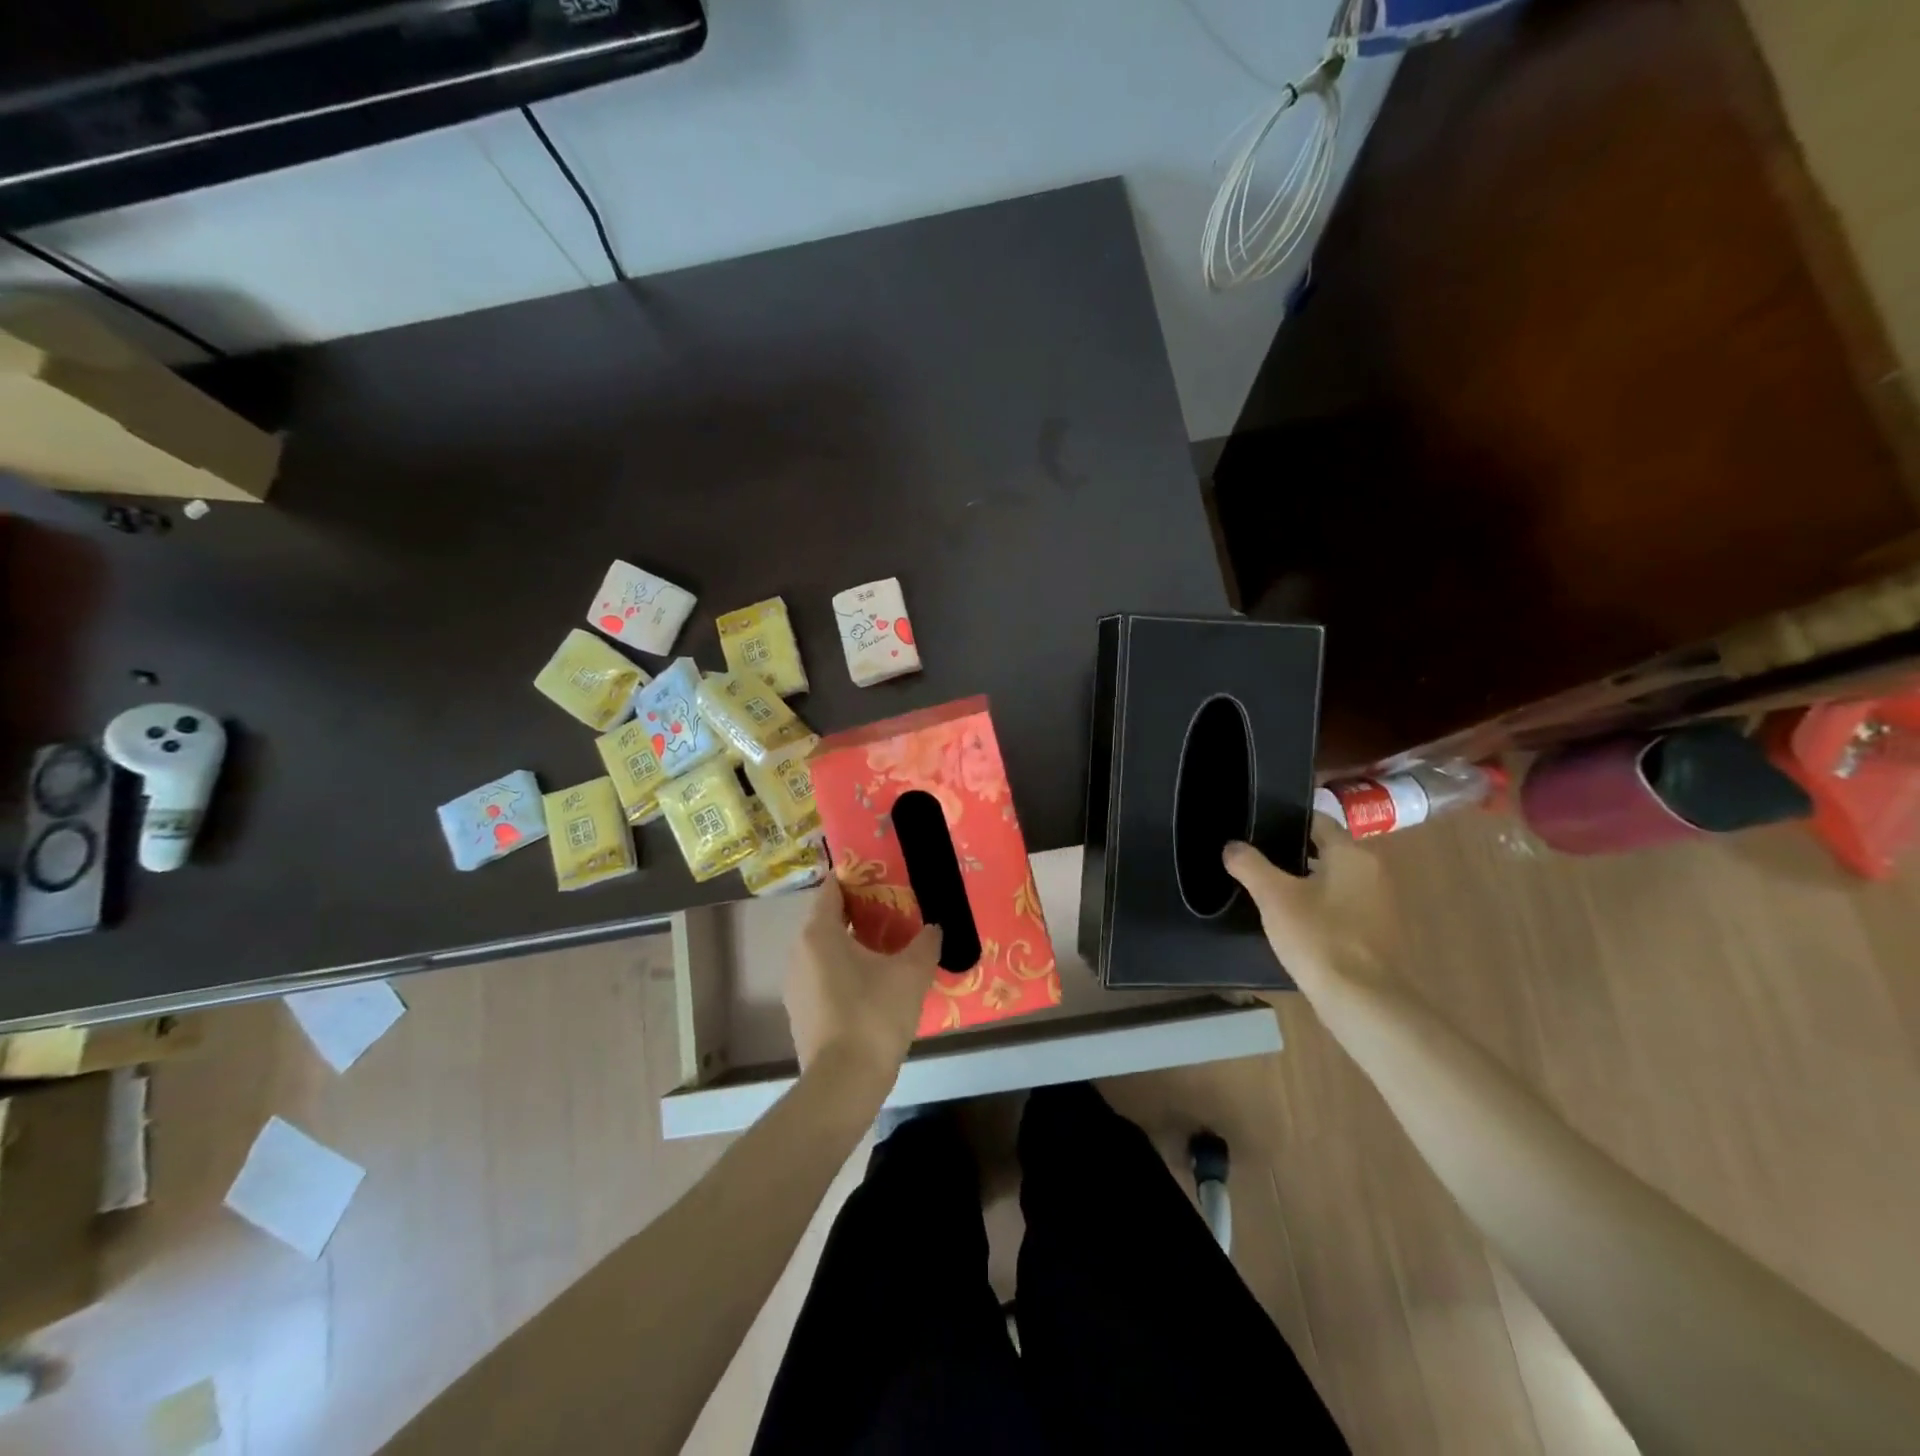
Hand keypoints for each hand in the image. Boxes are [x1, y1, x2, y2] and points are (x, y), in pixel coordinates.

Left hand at [785, 877, 941, 1095]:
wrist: (843, 1083)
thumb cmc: (874, 1015)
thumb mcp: (911, 974)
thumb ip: (925, 943)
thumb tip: (934, 928)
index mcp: (818, 932)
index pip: (832, 888)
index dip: (856, 878)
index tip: (882, 876)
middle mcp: (799, 952)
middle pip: (828, 918)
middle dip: (860, 912)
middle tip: (895, 911)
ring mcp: (795, 984)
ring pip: (825, 950)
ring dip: (853, 944)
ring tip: (889, 947)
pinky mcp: (801, 1011)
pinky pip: (823, 975)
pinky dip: (845, 970)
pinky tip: (873, 984)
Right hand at [1223, 834, 1394, 995]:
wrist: (1365, 1003)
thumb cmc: (1320, 938)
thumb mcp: (1274, 897)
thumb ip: (1250, 865)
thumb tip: (1232, 846)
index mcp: (1352, 855)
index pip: (1318, 821)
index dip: (1287, 820)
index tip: (1257, 827)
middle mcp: (1373, 873)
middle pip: (1327, 851)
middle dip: (1292, 854)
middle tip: (1254, 859)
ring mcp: (1380, 906)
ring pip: (1334, 881)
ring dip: (1305, 883)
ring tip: (1267, 890)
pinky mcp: (1377, 935)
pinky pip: (1342, 908)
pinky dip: (1319, 908)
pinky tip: (1293, 923)